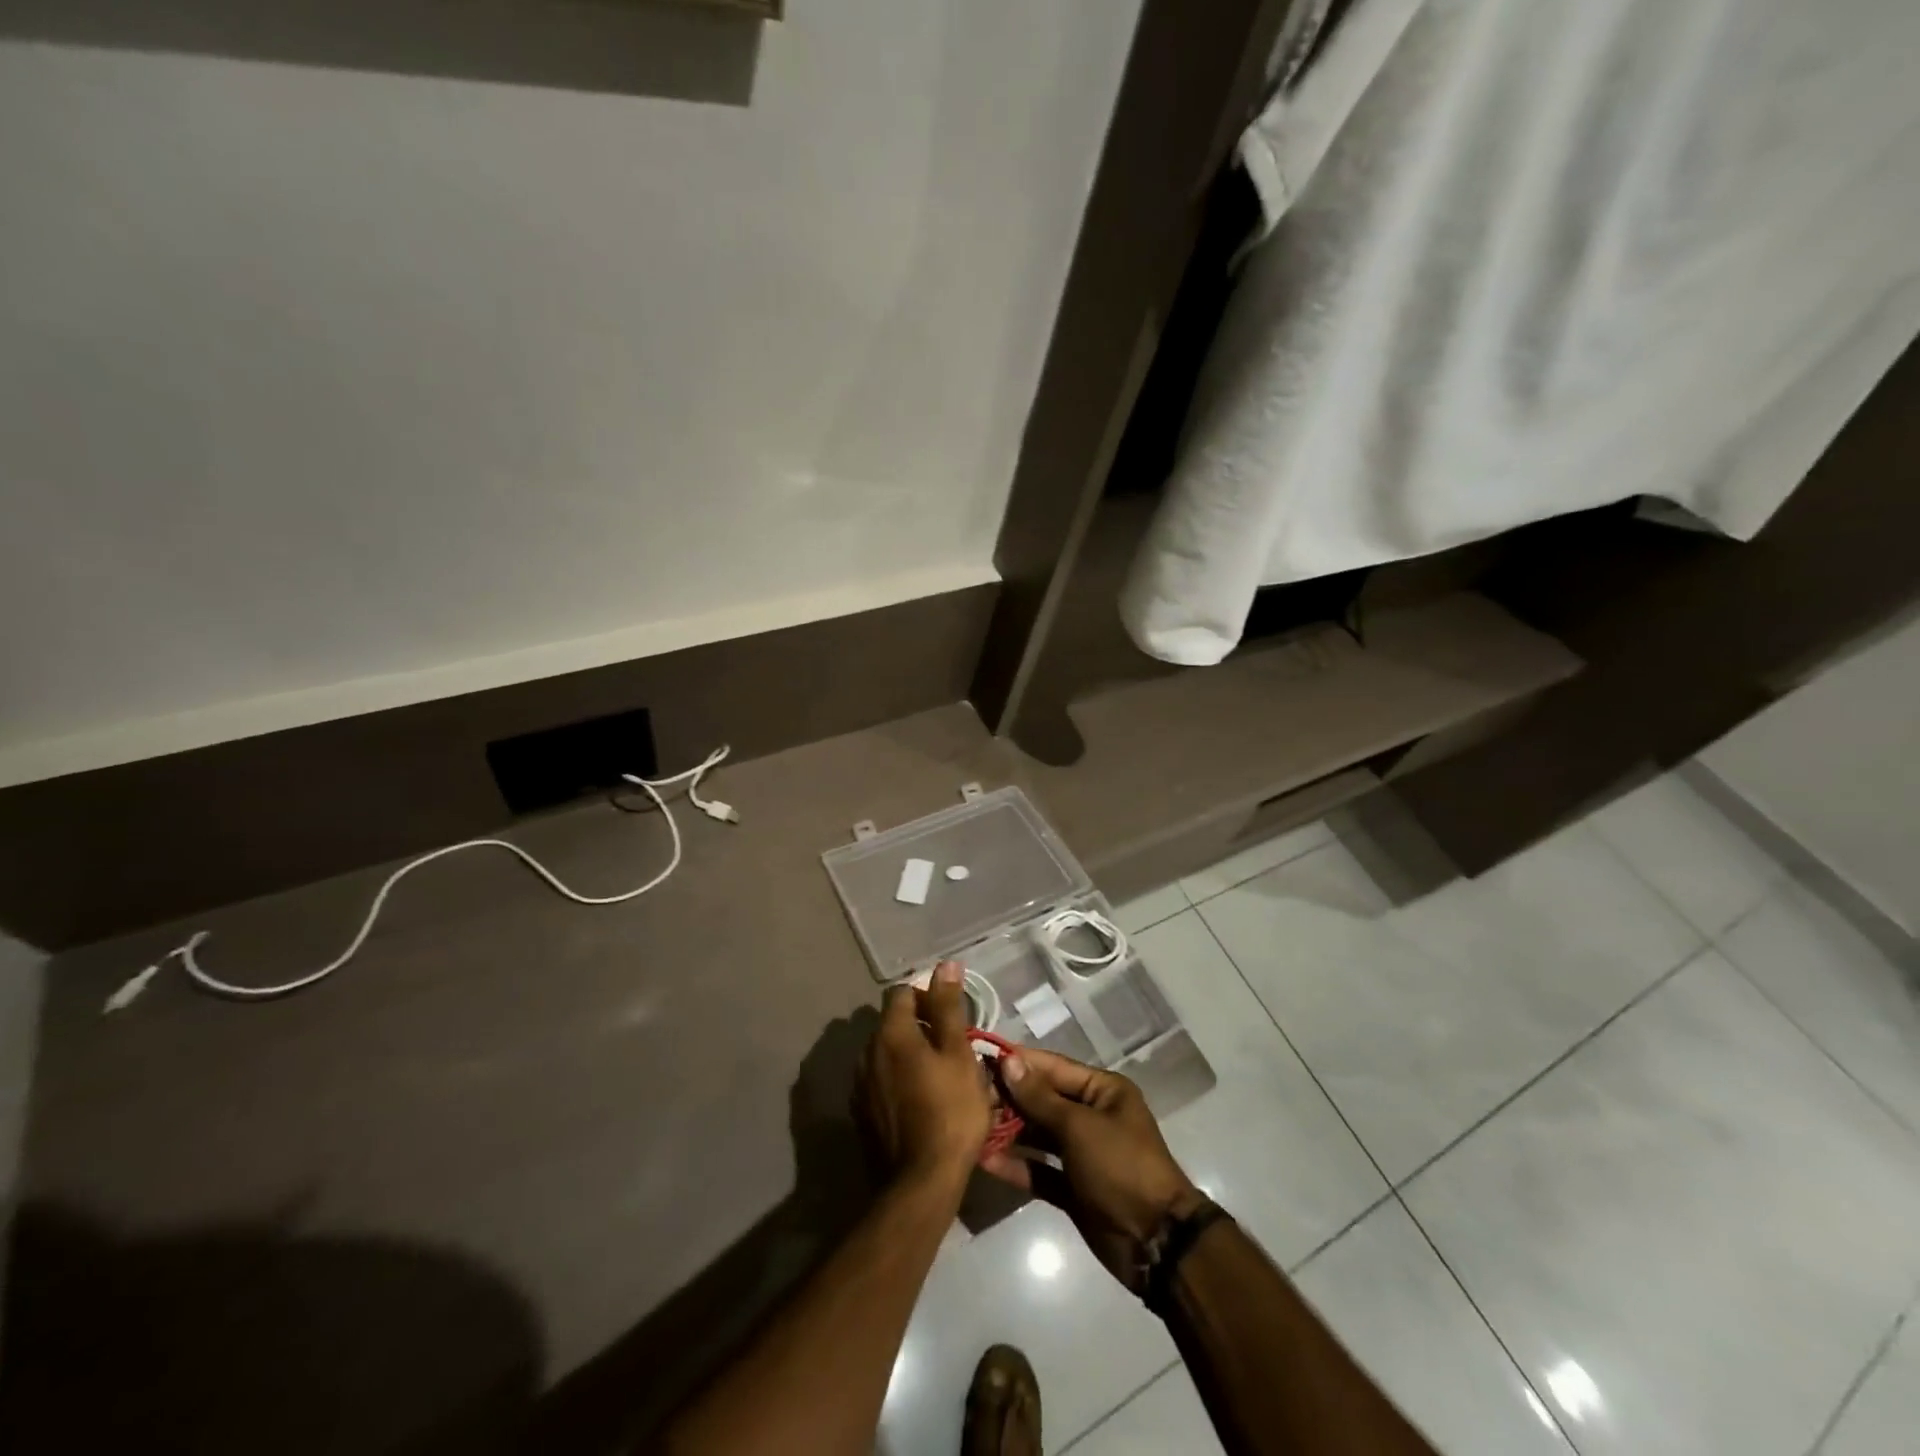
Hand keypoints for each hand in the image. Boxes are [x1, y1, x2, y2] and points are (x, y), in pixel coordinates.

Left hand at [859, 961, 994, 1185]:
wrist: (920, 1183)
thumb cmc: (949, 1112)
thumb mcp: (958, 1055)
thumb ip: (948, 1008)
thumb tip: (945, 965)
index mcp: (891, 1033)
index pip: (902, 993)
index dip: (927, 997)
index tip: (951, 1019)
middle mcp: (867, 1052)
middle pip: (892, 1023)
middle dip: (919, 1027)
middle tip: (951, 1049)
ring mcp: (859, 1085)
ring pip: (886, 1054)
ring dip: (907, 1055)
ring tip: (938, 1077)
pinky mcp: (860, 1114)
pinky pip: (880, 1082)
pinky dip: (897, 1081)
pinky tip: (920, 1102)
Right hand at [985, 1048, 1205, 1292]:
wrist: (1156, 1243)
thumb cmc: (1120, 1167)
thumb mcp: (1079, 1127)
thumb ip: (1040, 1097)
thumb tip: (1009, 1062)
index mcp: (1102, 1091)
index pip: (1053, 1067)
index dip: (1019, 1063)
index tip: (981, 1059)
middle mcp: (1091, 1116)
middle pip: (1042, 1100)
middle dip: (1009, 1099)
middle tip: (969, 1098)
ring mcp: (1081, 1154)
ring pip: (1038, 1135)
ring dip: (1008, 1132)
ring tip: (971, 1128)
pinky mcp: (1072, 1188)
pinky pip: (1039, 1170)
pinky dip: (1017, 1166)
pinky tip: (986, 1162)